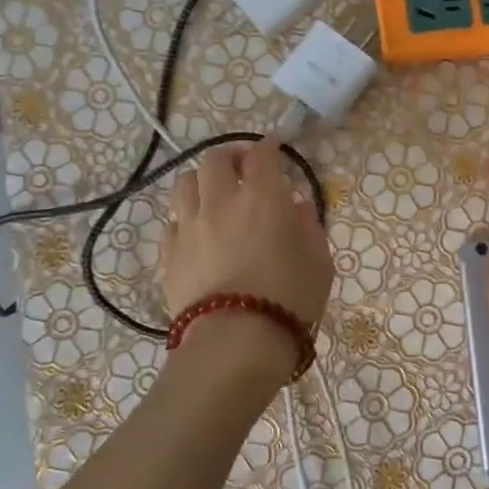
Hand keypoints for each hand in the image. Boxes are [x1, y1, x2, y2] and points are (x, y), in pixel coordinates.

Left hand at [164, 140, 332, 370]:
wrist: (236, 342)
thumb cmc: (290, 300)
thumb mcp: (319, 262)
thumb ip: (309, 228)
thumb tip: (297, 207)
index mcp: (263, 198)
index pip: (262, 154)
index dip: (270, 146)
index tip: (277, 149)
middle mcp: (221, 202)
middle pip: (215, 159)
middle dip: (232, 156)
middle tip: (244, 168)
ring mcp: (189, 227)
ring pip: (185, 184)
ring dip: (202, 182)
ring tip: (214, 195)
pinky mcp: (169, 255)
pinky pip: (173, 223)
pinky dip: (187, 219)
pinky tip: (198, 234)